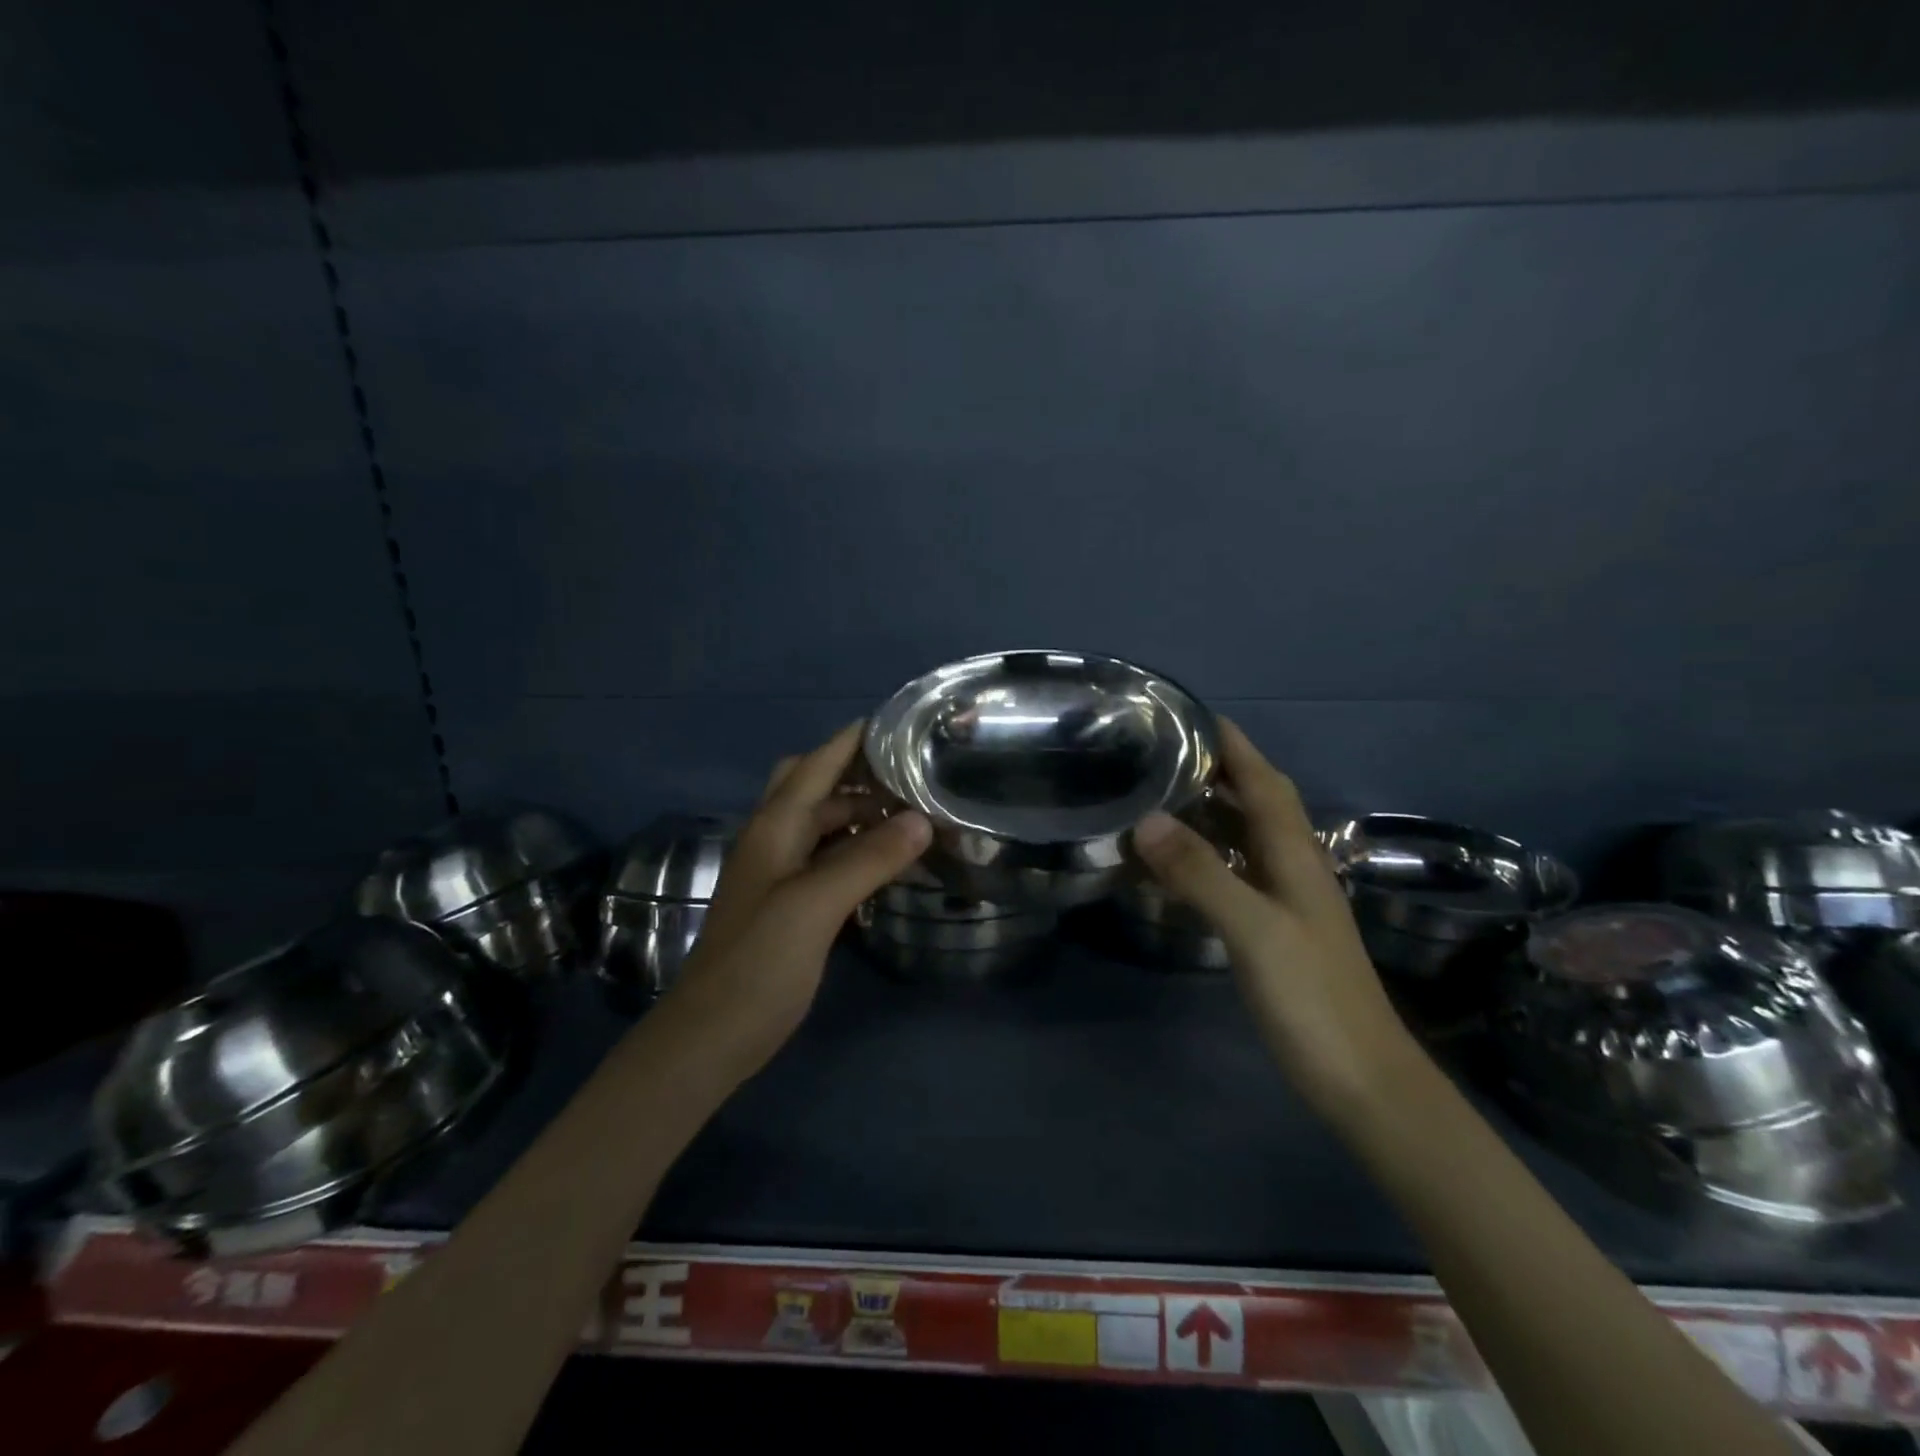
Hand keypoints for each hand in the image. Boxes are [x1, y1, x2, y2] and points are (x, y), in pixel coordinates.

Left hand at [658, 722, 931, 1076]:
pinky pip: (826, 856)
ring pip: (821, 822)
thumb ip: (868, 858)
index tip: (902, 724)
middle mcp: (773, 839)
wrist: (712, 1035)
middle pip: (813, 784)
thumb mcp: (816, 905)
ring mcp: (777, 872)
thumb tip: (922, 818)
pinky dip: (855, 846)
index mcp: (775, 826)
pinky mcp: (787, 902)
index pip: (817, 762)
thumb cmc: (759, 962)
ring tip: (911, 810)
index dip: (854, 739)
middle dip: (857, 771)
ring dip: (859, 810)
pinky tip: (886, 859)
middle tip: (910, 772)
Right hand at [1131, 719, 1417, 1121]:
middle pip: (1257, 804)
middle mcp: (1294, 868)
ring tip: (1157, 798)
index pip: (1265, 783)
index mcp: (1296, 856)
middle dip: (1216, 772)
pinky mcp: (1275, 932)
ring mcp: (1287, 902)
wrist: (1364, 1082)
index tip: (1193, 716)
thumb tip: (1146, 819)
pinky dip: (1205, 859)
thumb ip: (1202, 874)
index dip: (1235, 746)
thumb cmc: (1313, 999)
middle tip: (1159, 756)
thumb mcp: (1255, 930)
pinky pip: (1235, 876)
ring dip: (1209, 814)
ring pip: (1245, 839)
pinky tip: (1175, 867)